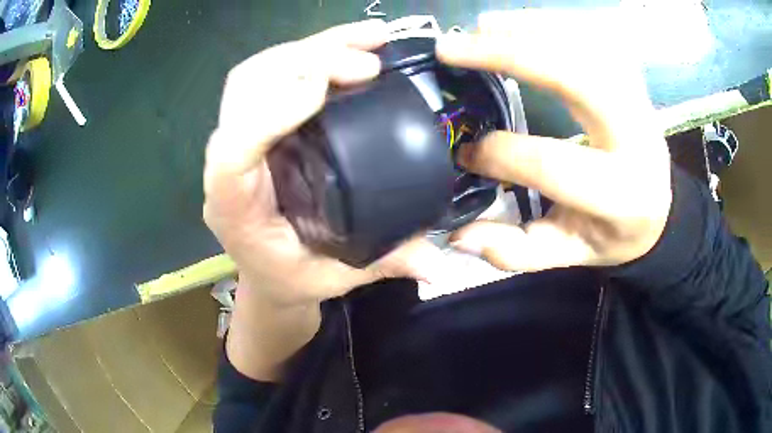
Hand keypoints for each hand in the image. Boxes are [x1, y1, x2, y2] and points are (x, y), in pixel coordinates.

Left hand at [204, 20, 443, 307]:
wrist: (268, 269)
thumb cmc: (291, 276)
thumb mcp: (335, 278)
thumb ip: (383, 265)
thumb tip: (440, 263)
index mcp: (234, 208)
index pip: (232, 153)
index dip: (268, 113)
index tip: (323, 88)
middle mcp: (228, 164)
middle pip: (245, 92)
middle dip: (302, 63)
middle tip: (368, 62)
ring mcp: (240, 134)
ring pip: (257, 71)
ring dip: (311, 46)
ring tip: (370, 38)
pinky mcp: (258, 120)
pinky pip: (272, 71)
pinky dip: (311, 49)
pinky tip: (353, 43)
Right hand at [439, 11, 672, 270]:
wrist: (658, 210)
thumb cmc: (613, 233)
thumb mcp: (569, 255)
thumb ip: (517, 252)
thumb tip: (459, 236)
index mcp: (621, 193)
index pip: (552, 164)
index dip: (499, 154)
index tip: (463, 153)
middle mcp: (636, 137)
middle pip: (576, 78)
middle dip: (509, 55)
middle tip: (453, 49)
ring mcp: (638, 99)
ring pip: (586, 45)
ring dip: (528, 28)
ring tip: (481, 27)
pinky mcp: (633, 80)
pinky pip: (595, 37)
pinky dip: (554, 22)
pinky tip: (520, 22)